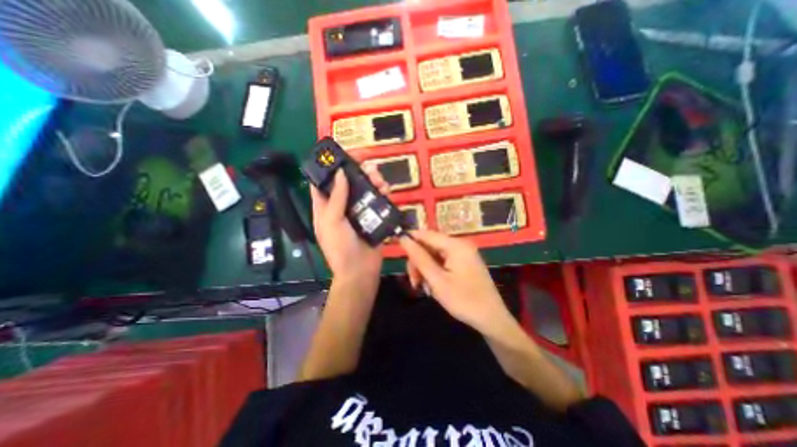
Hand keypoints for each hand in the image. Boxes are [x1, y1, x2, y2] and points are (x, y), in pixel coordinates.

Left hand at [307, 166, 389, 284]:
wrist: (360, 270)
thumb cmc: (340, 247)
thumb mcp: (332, 221)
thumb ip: (336, 197)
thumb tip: (339, 173)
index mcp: (325, 206)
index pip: (323, 181)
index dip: (330, 167)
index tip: (343, 155)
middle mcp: (342, 206)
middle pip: (349, 182)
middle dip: (358, 171)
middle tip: (368, 166)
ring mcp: (359, 211)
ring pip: (365, 189)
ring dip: (373, 180)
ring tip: (379, 180)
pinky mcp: (373, 217)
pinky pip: (378, 200)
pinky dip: (382, 193)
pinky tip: (386, 190)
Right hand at [399, 232, 510, 333]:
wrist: (492, 319)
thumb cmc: (464, 301)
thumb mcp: (437, 280)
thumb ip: (419, 258)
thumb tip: (404, 238)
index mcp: (456, 245)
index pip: (426, 234)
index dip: (410, 239)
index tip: (396, 247)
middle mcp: (460, 244)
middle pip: (430, 245)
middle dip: (418, 262)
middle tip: (414, 282)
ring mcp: (463, 253)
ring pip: (434, 254)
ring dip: (425, 269)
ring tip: (424, 288)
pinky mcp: (464, 262)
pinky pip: (443, 261)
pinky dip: (434, 272)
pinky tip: (433, 286)